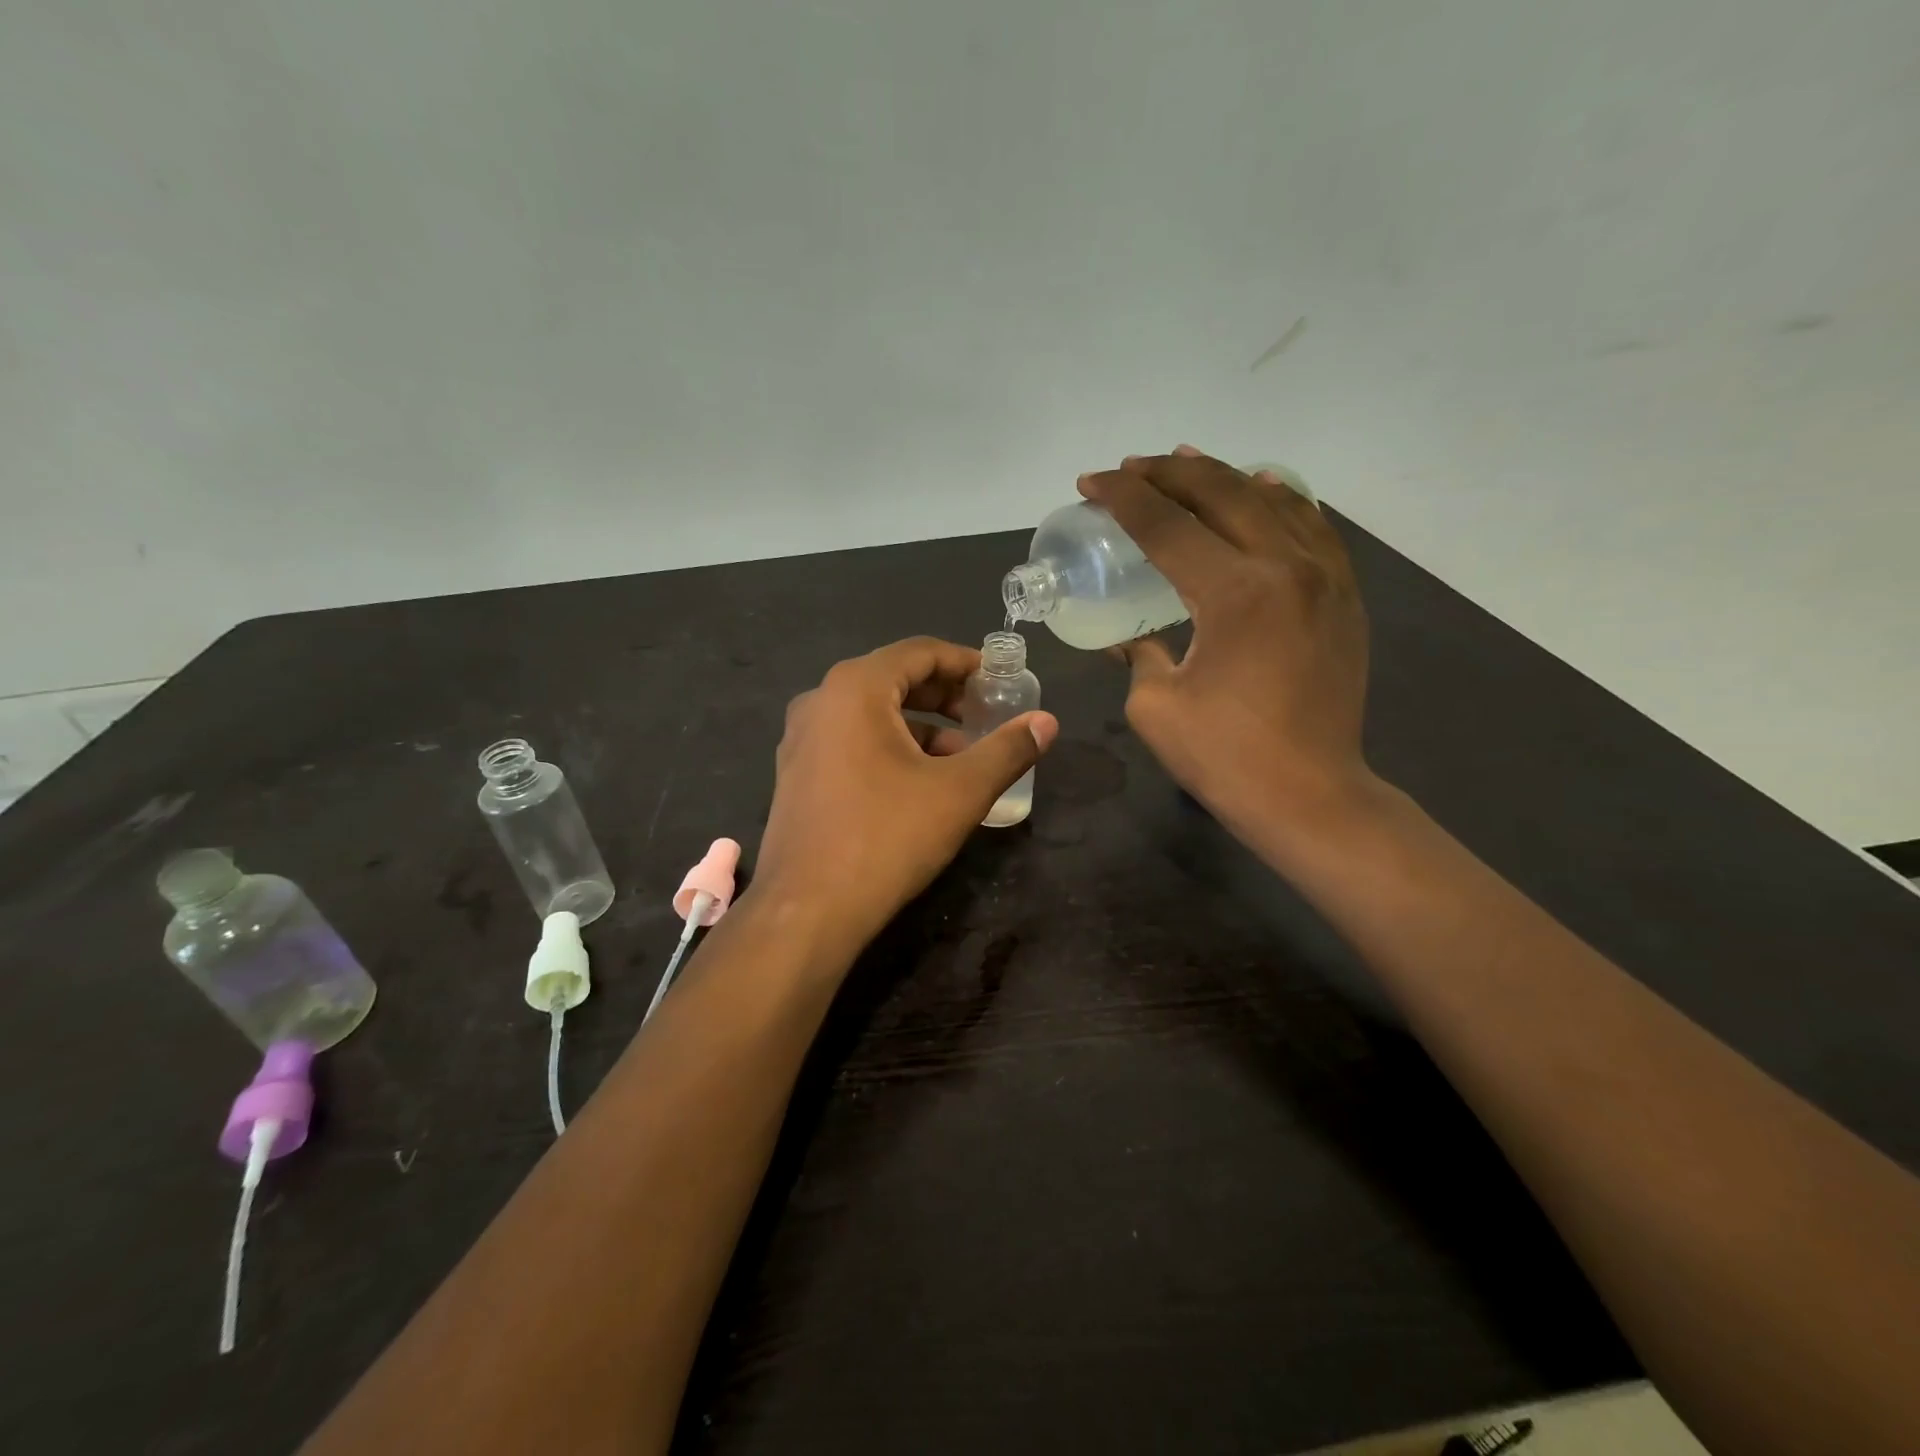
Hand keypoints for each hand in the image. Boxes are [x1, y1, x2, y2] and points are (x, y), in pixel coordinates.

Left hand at [755, 637, 1058, 948]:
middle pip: (894, 680)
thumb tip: (1048, 722)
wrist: (807, 910)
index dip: (966, 662)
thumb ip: (1007, 750)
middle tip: (986, 716)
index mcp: (855, 688)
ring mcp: (801, 739)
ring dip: (922, 727)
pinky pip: (851, 742)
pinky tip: (920, 783)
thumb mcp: (960, 791)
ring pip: (872, 715)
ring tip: (963, 757)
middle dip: (946, 696)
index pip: (920, 652)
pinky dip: (891, 748)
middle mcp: (820, 701)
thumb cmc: (887, 837)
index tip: (1000, 681)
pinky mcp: (797, 774)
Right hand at [1079, 447, 1376, 842]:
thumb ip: (1140, 655)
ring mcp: (1324, 578)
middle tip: (1131, 469)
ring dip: (1223, 476)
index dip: (1123, 498)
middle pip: (1222, 494)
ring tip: (1187, 462)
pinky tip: (1264, 490)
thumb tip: (1131, 640)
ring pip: (1272, 500)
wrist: (1311, 796)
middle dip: (1168, 474)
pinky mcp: (1344, 598)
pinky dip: (1282, 501)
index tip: (1091, 483)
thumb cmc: (1225, 757)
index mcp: (1234, 592)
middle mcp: (1285, 567)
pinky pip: (1313, 527)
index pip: (1167, 525)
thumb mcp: (1156, 705)